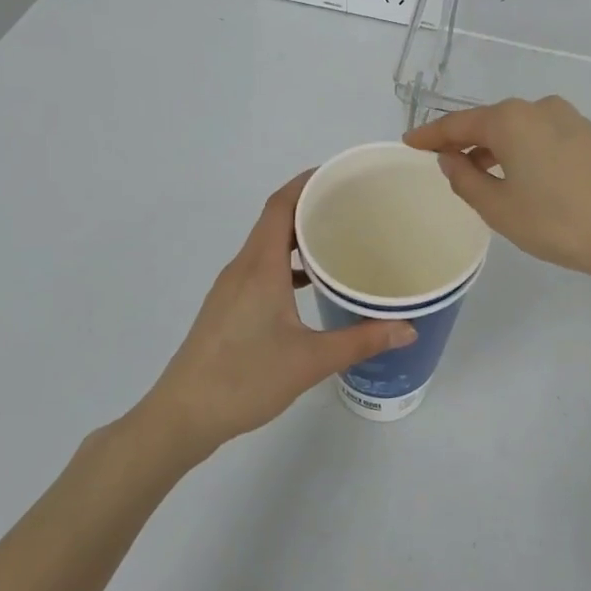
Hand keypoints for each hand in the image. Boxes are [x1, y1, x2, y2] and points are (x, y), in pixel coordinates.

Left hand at [138, 172, 415, 457]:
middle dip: (310, 205)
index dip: (306, 181)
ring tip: (336, 240)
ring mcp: (230, 287)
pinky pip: (260, 267)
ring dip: (297, 236)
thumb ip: (361, 340)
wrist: (182, 416)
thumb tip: (407, 327)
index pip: (280, 205)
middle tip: (352, 206)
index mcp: (260, 266)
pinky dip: (285, 263)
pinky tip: (309, 286)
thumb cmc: (244, 380)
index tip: (340, 174)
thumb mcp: (310, 361)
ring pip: (266, 245)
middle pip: (275, 219)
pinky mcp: (227, 306)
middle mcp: (242, 267)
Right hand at [404, 97, 590, 283]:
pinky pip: (540, 135)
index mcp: (511, 119)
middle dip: (463, 141)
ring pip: (516, 128)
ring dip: (493, 147)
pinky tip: (517, 175)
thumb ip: (465, 179)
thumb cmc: (560, 223)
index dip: (430, 135)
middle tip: (441, 163)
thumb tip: (449, 158)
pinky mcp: (588, 133)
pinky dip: (520, 150)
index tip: (407, 142)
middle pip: (488, 121)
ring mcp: (568, 118)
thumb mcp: (500, 208)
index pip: (458, 123)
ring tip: (477, 175)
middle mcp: (538, 107)